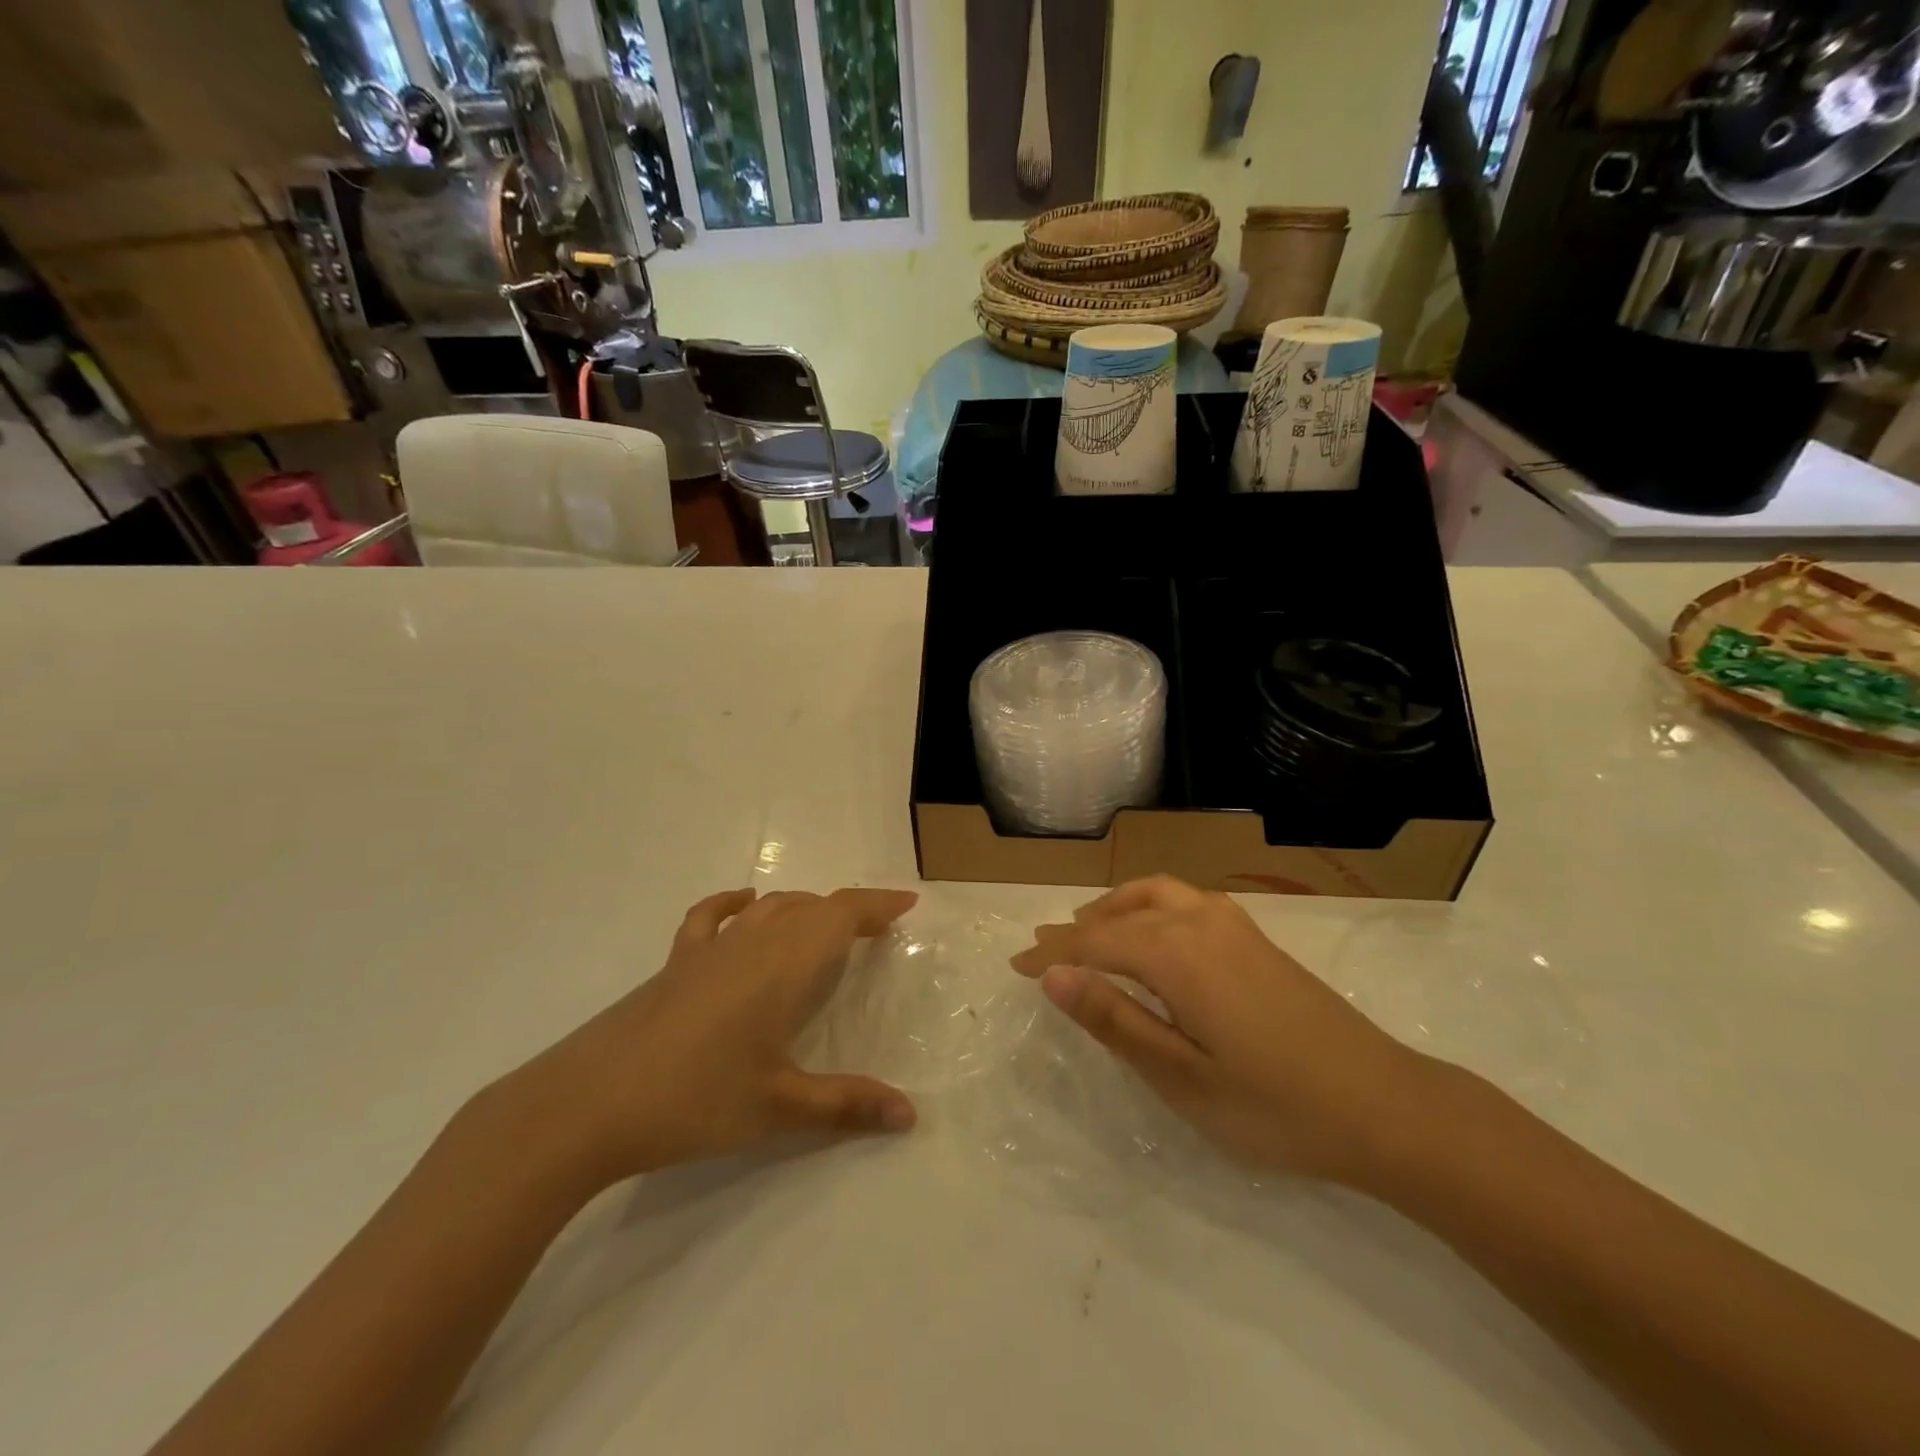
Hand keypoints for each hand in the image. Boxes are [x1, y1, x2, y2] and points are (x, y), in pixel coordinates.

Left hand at [500, 887, 919, 1190]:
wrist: (589, 1104)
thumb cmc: (695, 1100)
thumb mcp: (779, 1109)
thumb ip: (847, 1105)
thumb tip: (910, 1115)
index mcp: (786, 966)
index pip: (842, 915)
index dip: (878, 903)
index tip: (907, 902)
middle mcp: (753, 943)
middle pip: (811, 907)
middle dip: (848, 910)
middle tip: (875, 929)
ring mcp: (710, 949)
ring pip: (770, 908)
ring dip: (804, 908)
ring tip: (824, 926)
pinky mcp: (676, 963)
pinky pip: (712, 918)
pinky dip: (735, 905)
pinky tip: (745, 906)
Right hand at [1011, 876, 1432, 1182]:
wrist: (1384, 1105)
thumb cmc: (1274, 1105)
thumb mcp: (1182, 1076)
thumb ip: (1115, 1020)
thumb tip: (1054, 976)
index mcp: (1176, 955)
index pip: (1094, 942)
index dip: (1052, 954)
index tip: (1014, 965)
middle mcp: (1200, 922)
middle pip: (1122, 911)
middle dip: (1077, 928)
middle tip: (1042, 948)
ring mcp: (1234, 925)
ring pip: (1156, 895)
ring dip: (1114, 908)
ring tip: (1089, 930)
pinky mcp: (1256, 938)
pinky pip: (1184, 901)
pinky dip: (1149, 907)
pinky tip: (1153, 936)